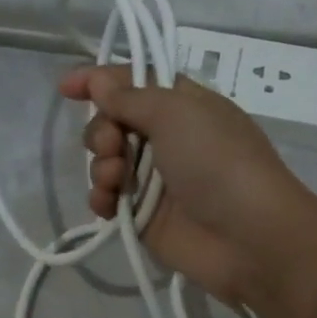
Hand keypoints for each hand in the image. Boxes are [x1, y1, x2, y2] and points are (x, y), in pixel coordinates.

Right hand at [60, 66, 316, 309]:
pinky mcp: (143, 217)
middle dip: (102, 131)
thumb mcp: (177, 113)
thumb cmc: (218, 162)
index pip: (133, 82)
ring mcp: (154, 180)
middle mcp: (167, 138)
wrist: (249, 238)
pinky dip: (101, 198)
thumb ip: (131, 96)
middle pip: (113, 122)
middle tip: (114, 145)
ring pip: (106, 161)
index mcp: (182, 105)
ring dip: (100, 165)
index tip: (67, 88)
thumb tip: (99, 79)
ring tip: (114, 179)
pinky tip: (107, 204)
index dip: (99, 81)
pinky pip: (107, 199)